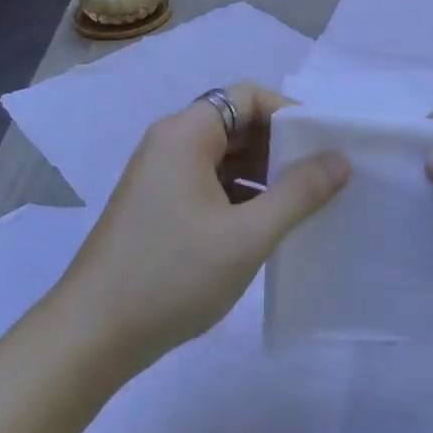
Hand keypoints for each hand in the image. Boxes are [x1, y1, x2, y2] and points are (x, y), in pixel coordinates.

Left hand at [58, 83, 349, 368]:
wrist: (92, 336)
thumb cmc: (172, 275)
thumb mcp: (247, 236)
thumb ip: (299, 193)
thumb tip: (339, 159)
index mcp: (185, 134)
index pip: (248, 97)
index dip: (291, 114)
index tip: (326, 146)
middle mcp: (169, 144)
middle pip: (236, 123)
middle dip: (281, 146)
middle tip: (323, 177)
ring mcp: (160, 177)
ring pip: (224, 157)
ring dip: (263, 175)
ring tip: (304, 204)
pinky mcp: (157, 207)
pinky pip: (208, 184)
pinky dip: (240, 196)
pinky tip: (266, 226)